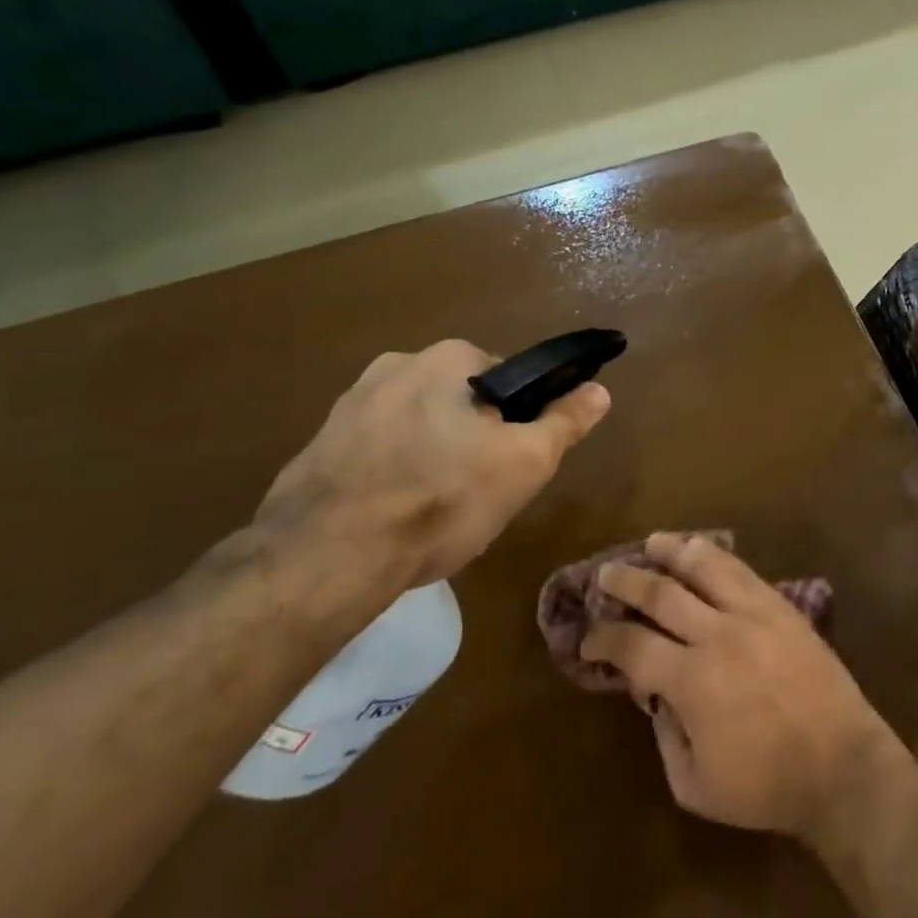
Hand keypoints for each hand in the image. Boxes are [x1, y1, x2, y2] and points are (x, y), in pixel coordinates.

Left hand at [252, 339, 610, 587]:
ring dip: (430, 456)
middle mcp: (395, 364)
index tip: (511, 462)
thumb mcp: (525, 463)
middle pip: (460, 403)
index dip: (517, 423)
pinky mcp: (316, 445)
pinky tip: (390, 517)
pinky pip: (375, 453)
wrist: (323, 560)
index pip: (507, 381)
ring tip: (431, 511)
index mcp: (448, 358)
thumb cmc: (440, 499)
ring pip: (417, 427)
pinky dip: (389, 475)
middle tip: (476, 491)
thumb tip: (600, 389)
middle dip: (471, 439)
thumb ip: (565, 422)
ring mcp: (348, 405)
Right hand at [580, 533, 905, 843]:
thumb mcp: (695, 786)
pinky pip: (742, 570)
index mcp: (691, 681)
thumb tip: (655, 696)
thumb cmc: (765, 785)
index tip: (587, 638)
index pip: (633, 646)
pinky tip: (703, 550)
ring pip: (705, 567)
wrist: (840, 762)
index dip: (603, 639)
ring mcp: (753, 612)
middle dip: (627, 581)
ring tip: (652, 541)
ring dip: (673, 550)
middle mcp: (717, 634)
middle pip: (662, 593)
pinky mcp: (780, 605)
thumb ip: (666, 737)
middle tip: (605, 573)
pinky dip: (716, 556)